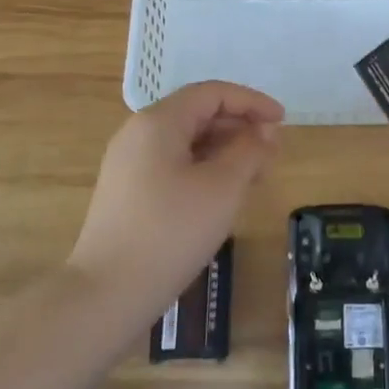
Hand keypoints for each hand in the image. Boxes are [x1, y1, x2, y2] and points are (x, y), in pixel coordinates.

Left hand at [69, 81, 283, 311]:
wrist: (105, 295)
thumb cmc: (170, 232)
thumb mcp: (222, 187)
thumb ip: (250, 151)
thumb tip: (265, 131)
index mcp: (159, 121)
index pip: (212, 93)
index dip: (252, 102)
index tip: (283, 121)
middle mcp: (139, 133)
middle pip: (198, 114)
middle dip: (239, 127)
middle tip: (273, 152)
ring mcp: (129, 164)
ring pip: (186, 142)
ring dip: (224, 151)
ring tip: (256, 175)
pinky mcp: (127, 193)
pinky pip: (173, 165)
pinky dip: (204, 169)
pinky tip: (223, 195)